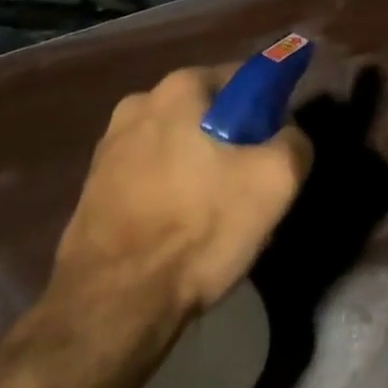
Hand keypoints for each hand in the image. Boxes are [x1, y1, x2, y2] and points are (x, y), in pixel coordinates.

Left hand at [49, 66, 312, 321]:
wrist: (111, 308)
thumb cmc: (197, 229)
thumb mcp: (275, 182)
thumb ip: (295, 142)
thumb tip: (288, 135)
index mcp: (181, 87)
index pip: (244, 78)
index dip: (268, 110)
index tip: (274, 148)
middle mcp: (140, 102)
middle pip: (209, 112)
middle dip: (231, 140)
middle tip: (248, 186)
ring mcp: (109, 146)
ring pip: (178, 145)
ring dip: (198, 167)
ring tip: (213, 216)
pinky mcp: (92, 187)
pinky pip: (150, 175)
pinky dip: (169, 192)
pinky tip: (179, 230)